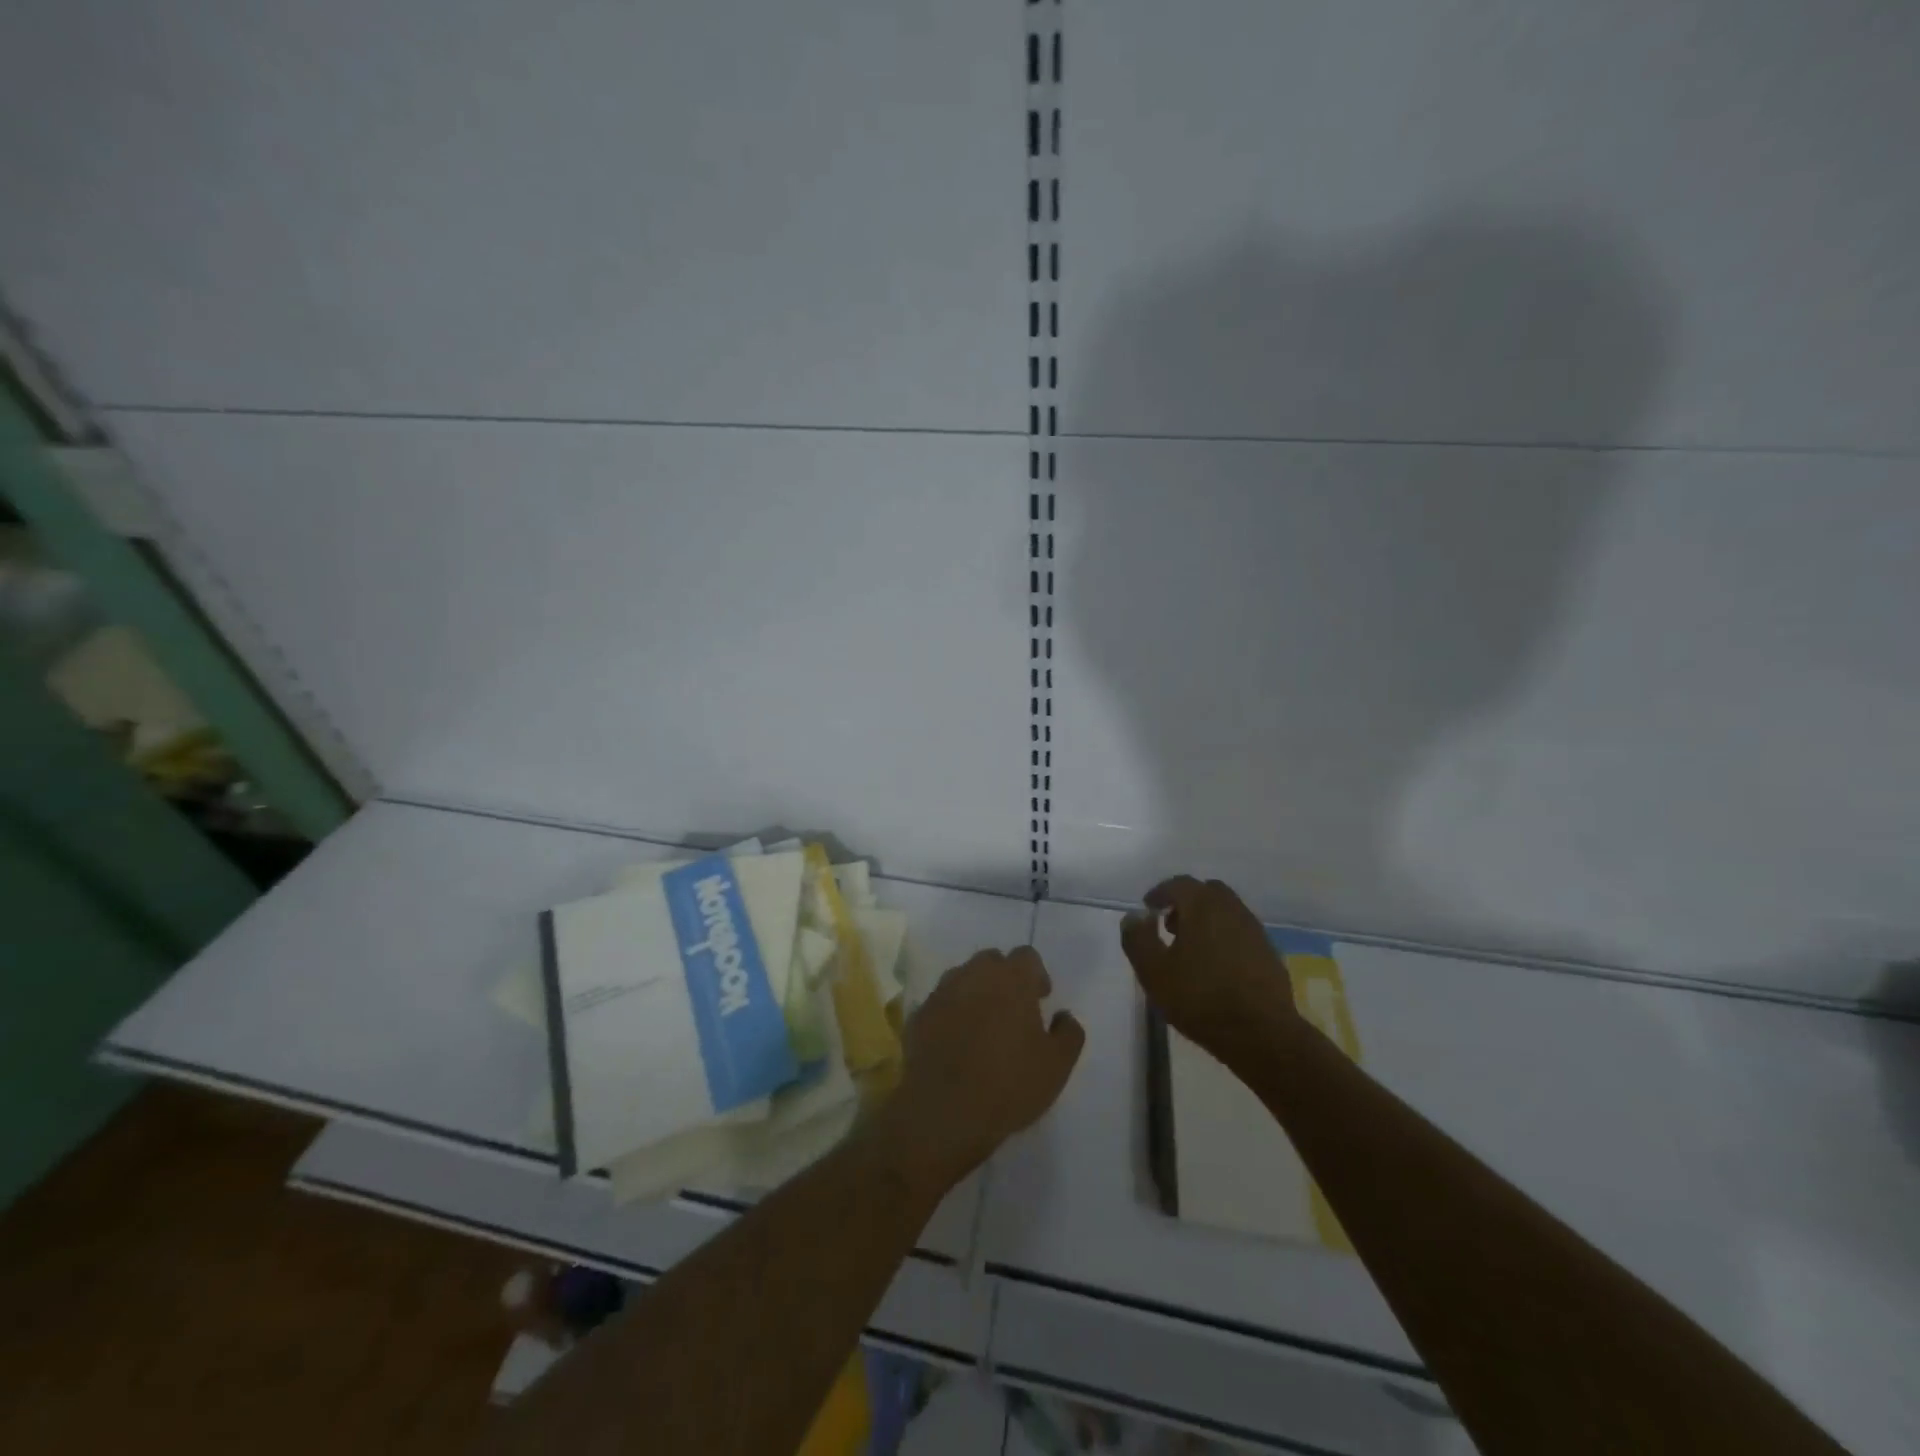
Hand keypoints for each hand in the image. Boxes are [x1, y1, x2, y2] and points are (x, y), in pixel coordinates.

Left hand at [878, 947, 1085, 1198]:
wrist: (945, 1110)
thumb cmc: (1010, 1084)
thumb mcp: (1058, 1065)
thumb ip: (1069, 1033)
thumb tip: (1063, 1016)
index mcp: (1011, 979)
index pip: (1026, 956)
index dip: (1036, 974)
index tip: (1040, 999)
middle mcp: (974, 974)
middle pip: (992, 961)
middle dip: (1004, 978)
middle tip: (1013, 1010)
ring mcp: (942, 993)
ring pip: (963, 978)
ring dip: (975, 993)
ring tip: (983, 1026)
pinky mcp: (919, 1015)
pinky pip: (940, 1004)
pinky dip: (950, 1014)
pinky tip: (956, 1042)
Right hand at [1121, 876, 1301, 1062]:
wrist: (1262, 1034)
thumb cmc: (1200, 998)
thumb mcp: (1153, 971)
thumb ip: (1138, 938)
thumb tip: (1135, 916)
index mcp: (1203, 906)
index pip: (1178, 884)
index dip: (1160, 893)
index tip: (1148, 909)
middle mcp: (1232, 909)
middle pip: (1206, 892)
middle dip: (1185, 903)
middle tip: (1169, 926)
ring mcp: (1254, 930)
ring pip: (1226, 912)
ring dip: (1206, 920)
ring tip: (1190, 949)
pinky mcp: (1269, 953)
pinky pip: (1240, 933)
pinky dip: (1224, 937)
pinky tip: (1216, 966)